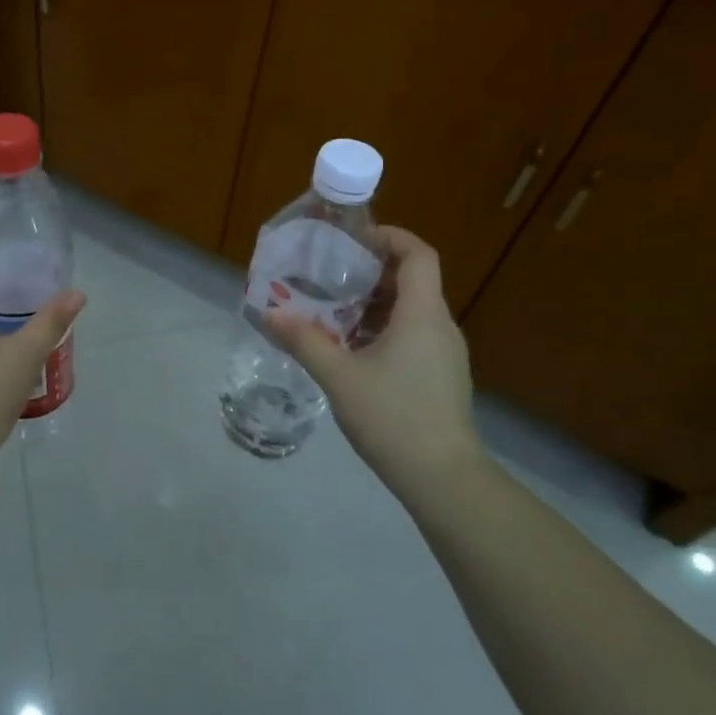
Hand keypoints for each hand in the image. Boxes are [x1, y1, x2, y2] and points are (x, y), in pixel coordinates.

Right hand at [266, 226, 481, 488]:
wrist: (443, 478)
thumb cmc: (393, 417)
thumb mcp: (339, 377)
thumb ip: (304, 340)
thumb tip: (270, 313)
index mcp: (421, 314)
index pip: (418, 254)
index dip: (389, 237)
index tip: (352, 240)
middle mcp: (440, 325)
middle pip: (412, 279)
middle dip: (371, 272)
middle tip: (330, 276)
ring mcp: (445, 352)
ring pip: (411, 309)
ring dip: (374, 303)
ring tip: (333, 313)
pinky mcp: (442, 375)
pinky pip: (413, 334)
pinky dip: (384, 328)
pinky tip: (353, 350)